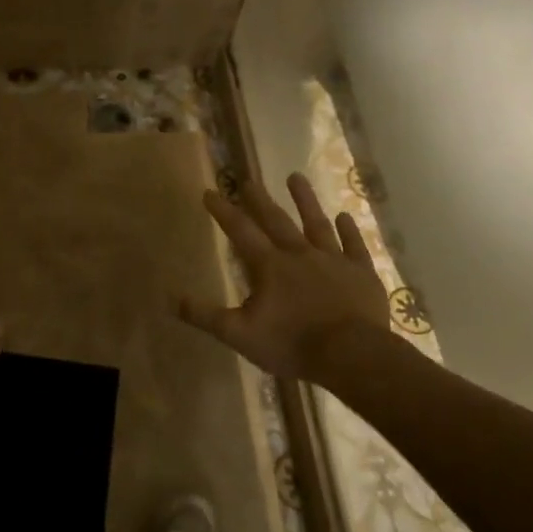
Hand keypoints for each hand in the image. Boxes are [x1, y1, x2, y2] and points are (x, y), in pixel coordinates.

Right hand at [177, 174, 390, 380]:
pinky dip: (349, 231)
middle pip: (276, 220)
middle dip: (259, 200)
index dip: (223, 211)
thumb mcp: (239, 334)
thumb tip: (170, 298)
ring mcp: (334, 260)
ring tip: (295, 177)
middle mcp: (300, 254)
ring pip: (317, 223)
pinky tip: (345, 217)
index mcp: (269, 266)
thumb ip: (205, 315)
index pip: (240, 231)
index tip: (210, 192)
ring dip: (305, 200)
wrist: (351, 354)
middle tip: (249, 180)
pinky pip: (354, 246)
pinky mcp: (361, 273)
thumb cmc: (292, 344)